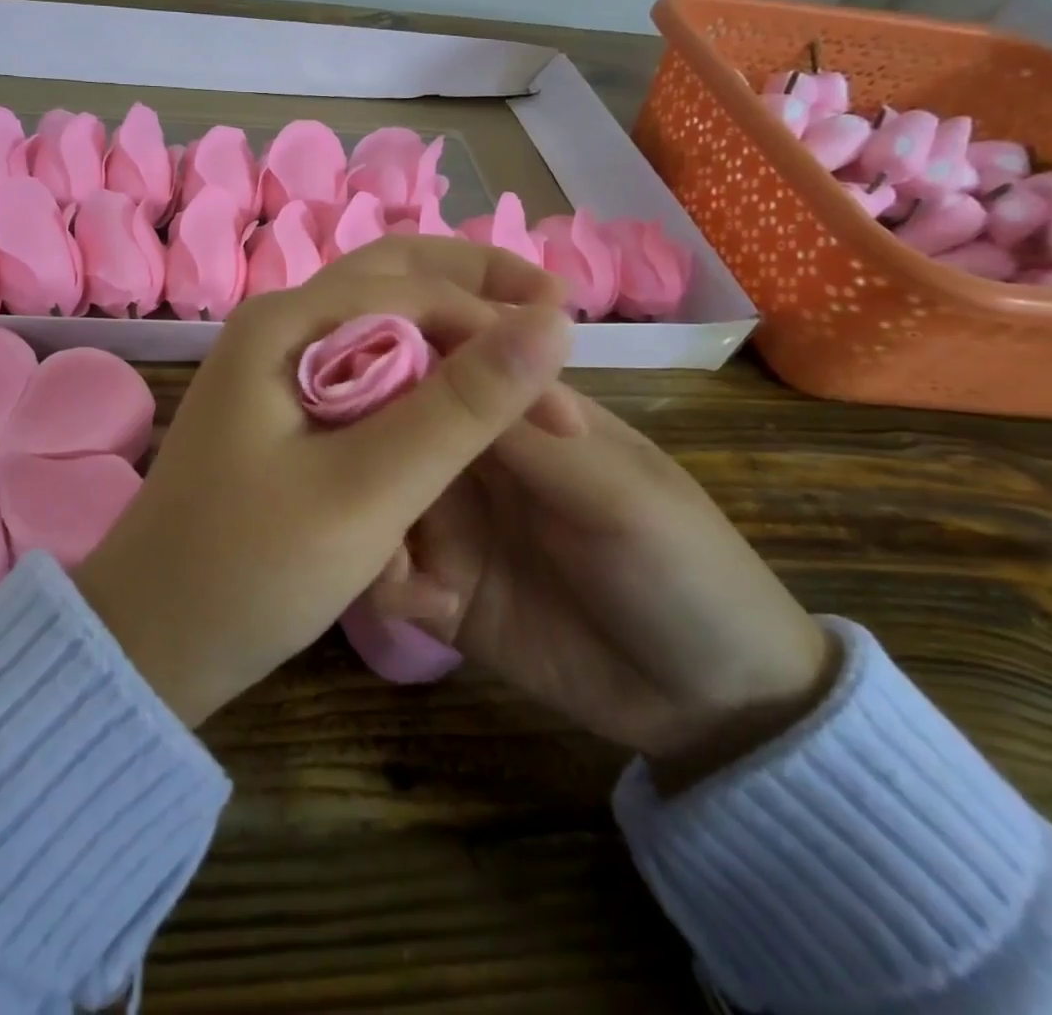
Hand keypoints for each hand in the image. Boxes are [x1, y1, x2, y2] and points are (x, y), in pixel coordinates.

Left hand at [73, 236, 575, 727]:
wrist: (151, 636)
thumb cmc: (249, 568)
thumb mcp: (367, 490)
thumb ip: (459, 407)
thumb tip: (551, 324)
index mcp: (285, 324)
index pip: (415, 292)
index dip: (499, 333)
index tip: (566, 406)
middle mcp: (277, 326)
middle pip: (393, 277)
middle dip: (476, 286)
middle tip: (553, 306)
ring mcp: (273, 365)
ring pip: (377, 318)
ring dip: (449, 325)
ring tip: (517, 347)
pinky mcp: (278, 408)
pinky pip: (359, 363)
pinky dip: (415, 370)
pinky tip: (453, 395)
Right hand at [367, 394, 836, 788]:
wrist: (712, 705)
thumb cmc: (682, 568)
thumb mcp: (615, 493)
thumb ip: (526, 432)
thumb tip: (449, 346)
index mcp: (515, 416)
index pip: (438, 365)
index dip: (390, 361)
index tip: (339, 373)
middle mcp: (468, 459)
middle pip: (391, 428)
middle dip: (363, 446)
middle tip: (345, 471)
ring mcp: (448, 524)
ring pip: (375, 495)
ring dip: (366, 516)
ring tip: (389, 554)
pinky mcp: (436, 587)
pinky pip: (385, 570)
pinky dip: (385, 578)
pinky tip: (418, 601)